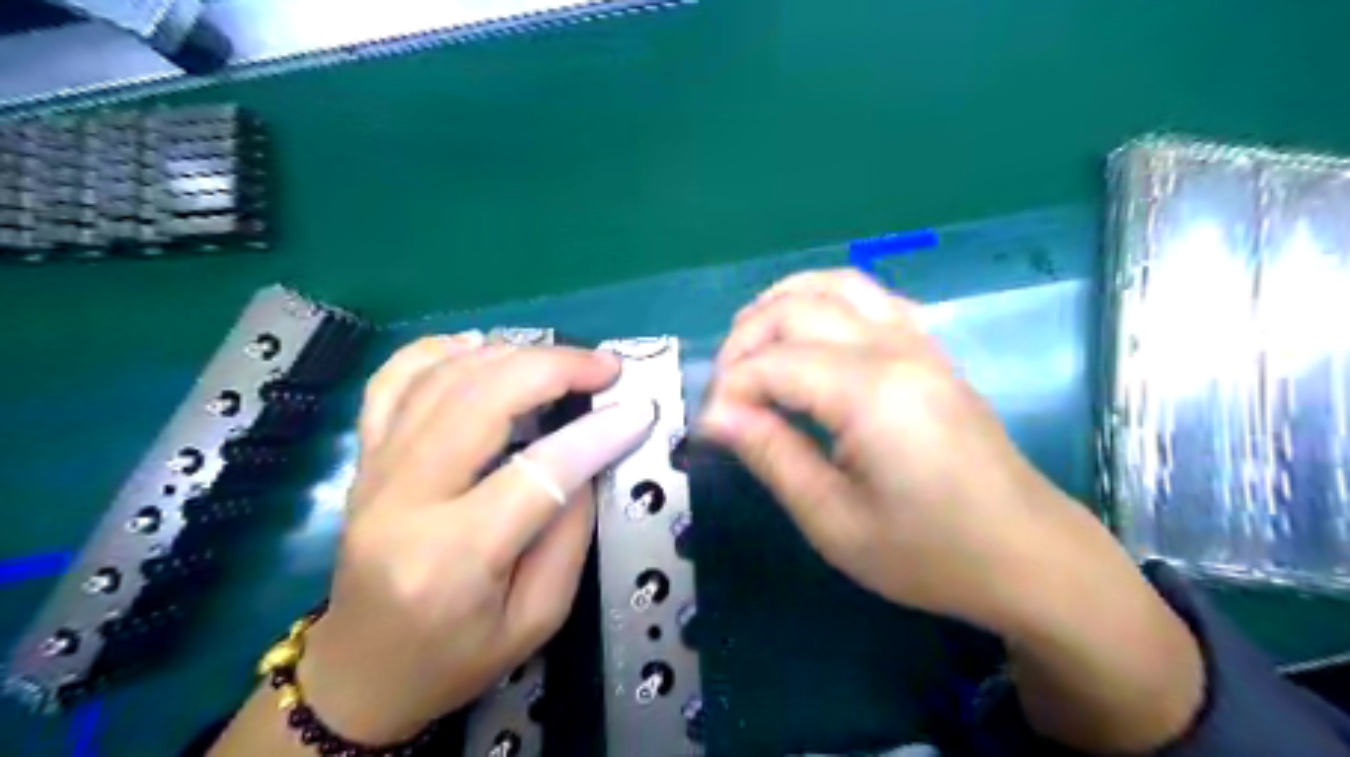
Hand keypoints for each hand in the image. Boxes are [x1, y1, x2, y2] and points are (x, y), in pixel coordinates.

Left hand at [295, 335, 656, 742]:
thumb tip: (588, 456)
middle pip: (480, 401)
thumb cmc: (455, 657)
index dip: (595, 434)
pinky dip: (442, 350)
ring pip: (441, 378)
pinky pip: (393, 380)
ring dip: (511, 354)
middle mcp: (402, 503)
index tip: (639, 410)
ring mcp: (373, 472)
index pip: (536, 473)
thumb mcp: (536, 618)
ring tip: (561, 360)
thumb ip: (569, 534)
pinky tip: (483, 348)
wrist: (360, 673)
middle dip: (554, 368)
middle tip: (604, 367)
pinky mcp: (364, 459)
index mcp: (451, 559)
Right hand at [697, 268, 1128, 631]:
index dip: (728, 392)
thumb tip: (716, 417)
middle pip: (795, 309)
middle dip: (743, 343)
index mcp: (871, 393)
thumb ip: (772, 456)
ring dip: (779, 306)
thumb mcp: (835, 521)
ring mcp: (918, 341)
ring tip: (751, 348)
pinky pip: (869, 296)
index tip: (710, 431)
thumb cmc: (929, 553)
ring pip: (834, 285)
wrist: (1025, 553)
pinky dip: (824, 301)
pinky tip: (808, 336)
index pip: (772, 364)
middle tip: (725, 395)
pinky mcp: (929, 348)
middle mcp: (894, 349)